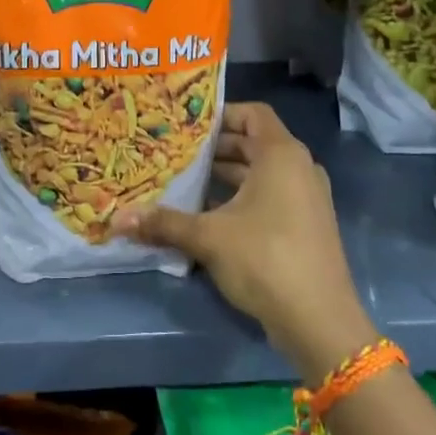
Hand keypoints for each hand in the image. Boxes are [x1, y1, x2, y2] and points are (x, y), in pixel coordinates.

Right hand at [112, 102, 378, 383]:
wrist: (319, 320)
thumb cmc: (265, 259)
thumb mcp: (208, 237)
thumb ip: (164, 223)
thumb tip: (116, 219)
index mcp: (281, 155)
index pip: (252, 113)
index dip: (221, 114)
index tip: (187, 125)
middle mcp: (299, 168)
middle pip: (254, 143)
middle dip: (215, 148)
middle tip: (176, 153)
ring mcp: (307, 198)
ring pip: (261, 173)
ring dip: (226, 176)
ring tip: (185, 183)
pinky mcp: (306, 225)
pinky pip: (271, 196)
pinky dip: (242, 198)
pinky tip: (209, 216)